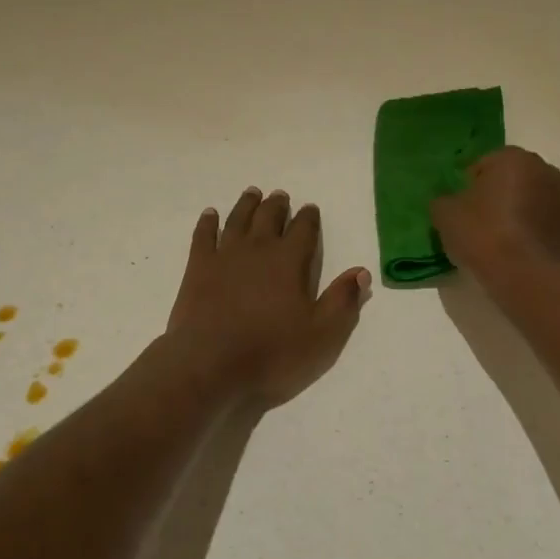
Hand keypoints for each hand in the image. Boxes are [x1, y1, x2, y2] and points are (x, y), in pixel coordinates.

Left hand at [165, 188, 370, 408]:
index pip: (304, 229)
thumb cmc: (272, 352)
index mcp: (290, 261)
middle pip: (269, 216)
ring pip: (238, 219)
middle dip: (278, 205)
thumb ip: (343, 300)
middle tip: (280, 196)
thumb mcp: (322, 335)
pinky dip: (208, 222)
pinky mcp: (198, 267)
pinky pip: (204, 235)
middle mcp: (258, 249)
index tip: (310, 209)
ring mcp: (225, 255)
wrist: (210, 365)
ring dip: (247, 204)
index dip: (309, 217)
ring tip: (253, 193)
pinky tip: (211, 214)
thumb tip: (361, 272)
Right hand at [431, 146, 559, 279]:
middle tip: (479, 222)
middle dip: (498, 194)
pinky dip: (534, 230)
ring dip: (519, 211)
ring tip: (501, 239)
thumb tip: (448, 201)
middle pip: (513, 179)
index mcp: (514, 158)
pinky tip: (519, 251)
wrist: (527, 276)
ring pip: (533, 199)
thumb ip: (443, 200)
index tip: (461, 208)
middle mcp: (545, 170)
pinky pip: (547, 222)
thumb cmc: (484, 235)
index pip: (484, 164)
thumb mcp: (445, 215)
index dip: (469, 185)